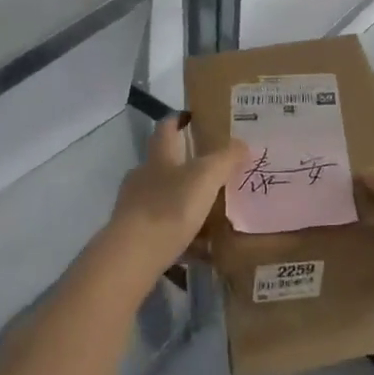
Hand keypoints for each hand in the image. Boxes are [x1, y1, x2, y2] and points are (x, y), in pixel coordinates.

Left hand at [101, 116, 246, 290]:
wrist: (132, 257)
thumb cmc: (169, 207)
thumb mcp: (205, 177)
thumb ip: (225, 159)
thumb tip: (241, 143)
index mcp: (159, 156)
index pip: (166, 127)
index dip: (179, 119)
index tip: (193, 117)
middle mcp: (143, 176)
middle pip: (165, 163)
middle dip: (186, 165)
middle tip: (214, 171)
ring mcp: (135, 207)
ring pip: (164, 198)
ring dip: (185, 202)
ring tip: (211, 213)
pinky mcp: (135, 237)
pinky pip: (164, 230)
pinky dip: (182, 236)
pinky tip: (201, 250)